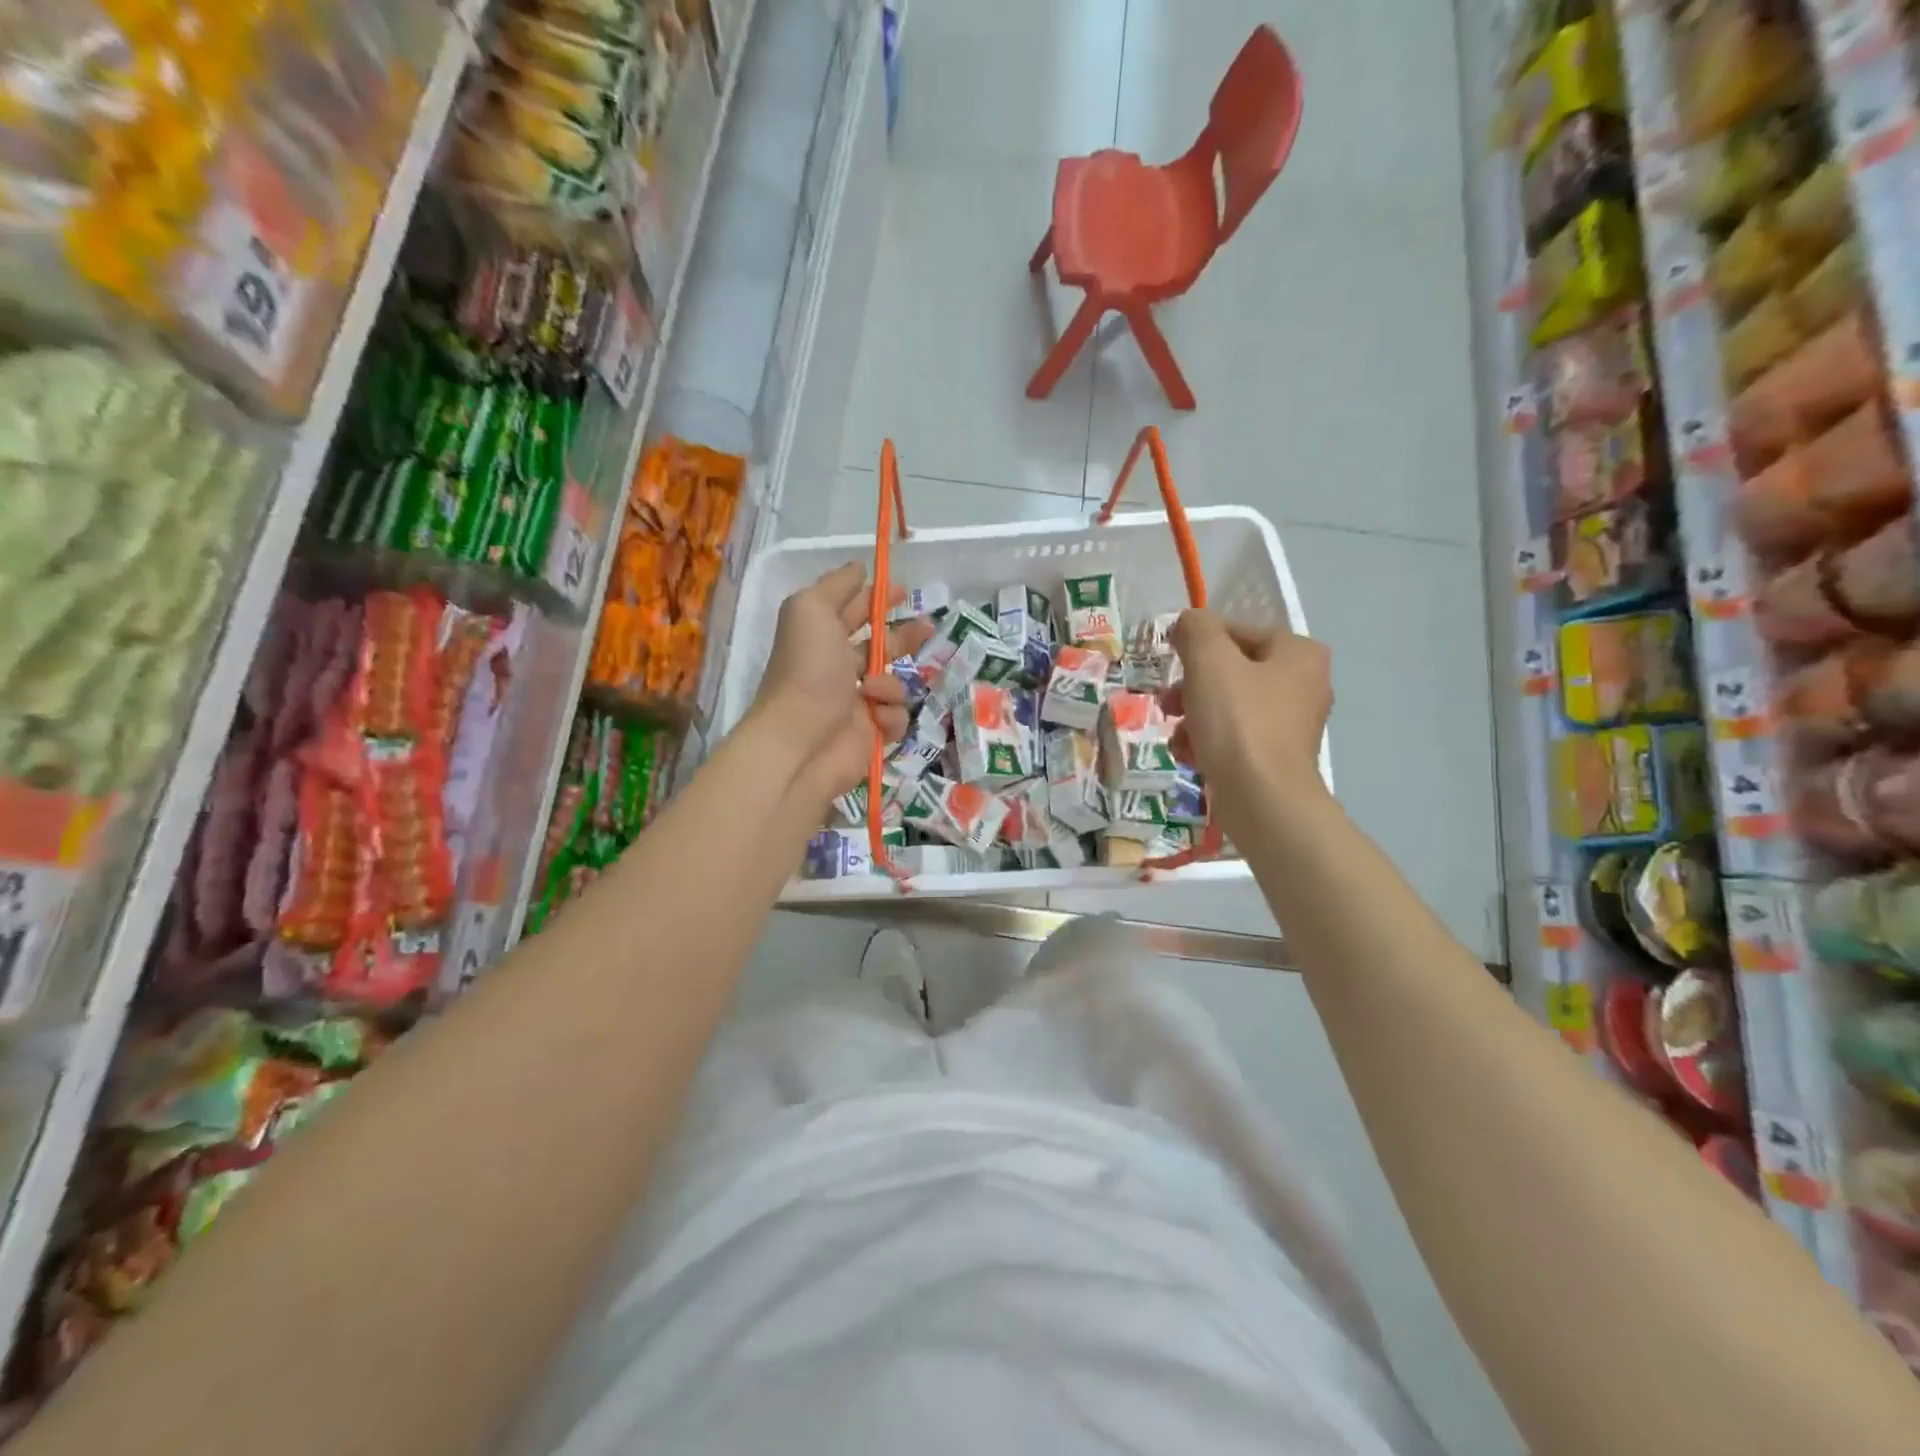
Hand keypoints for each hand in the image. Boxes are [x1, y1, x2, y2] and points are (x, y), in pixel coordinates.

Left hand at [752, 562, 935, 809]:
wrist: (801, 740)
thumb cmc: (807, 670)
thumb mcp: (811, 609)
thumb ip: (836, 585)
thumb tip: (860, 568)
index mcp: (822, 637)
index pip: (854, 611)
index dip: (878, 598)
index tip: (903, 591)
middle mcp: (839, 669)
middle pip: (882, 646)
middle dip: (904, 636)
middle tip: (927, 629)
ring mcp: (857, 703)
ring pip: (896, 684)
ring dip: (891, 684)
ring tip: (872, 692)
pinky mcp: (872, 734)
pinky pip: (898, 718)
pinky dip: (890, 716)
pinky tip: (874, 719)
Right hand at [1165, 610, 1331, 835]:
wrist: (1263, 800)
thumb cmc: (1239, 722)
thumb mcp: (1210, 660)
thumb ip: (1197, 628)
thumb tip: (1189, 622)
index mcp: (1299, 652)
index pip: (1236, 631)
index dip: (1197, 642)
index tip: (1170, 661)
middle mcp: (1305, 683)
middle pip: (1231, 670)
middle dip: (1192, 685)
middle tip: (1168, 702)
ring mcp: (1293, 724)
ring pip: (1229, 705)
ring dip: (1195, 716)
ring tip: (1177, 735)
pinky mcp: (1279, 758)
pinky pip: (1236, 737)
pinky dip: (1210, 742)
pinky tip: (1191, 755)